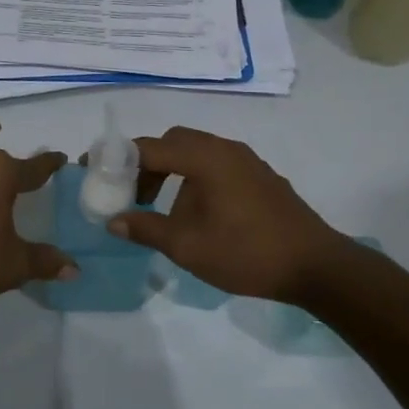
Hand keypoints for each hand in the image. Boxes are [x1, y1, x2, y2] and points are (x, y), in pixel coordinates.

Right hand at [108, 127, 354, 304]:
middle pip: (174, 142)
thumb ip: (146, 229)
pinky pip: (217, 165)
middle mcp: (226, 150)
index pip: (150, 146)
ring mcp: (247, 162)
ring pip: (197, 153)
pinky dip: (195, 178)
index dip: (117, 156)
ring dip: (172, 172)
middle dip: (146, 163)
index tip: (92, 167)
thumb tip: (113, 221)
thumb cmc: (246, 252)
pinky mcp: (260, 177)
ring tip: (161, 209)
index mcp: (206, 158)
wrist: (316, 266)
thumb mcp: (187, 246)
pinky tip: (196, 213)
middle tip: (130, 193)